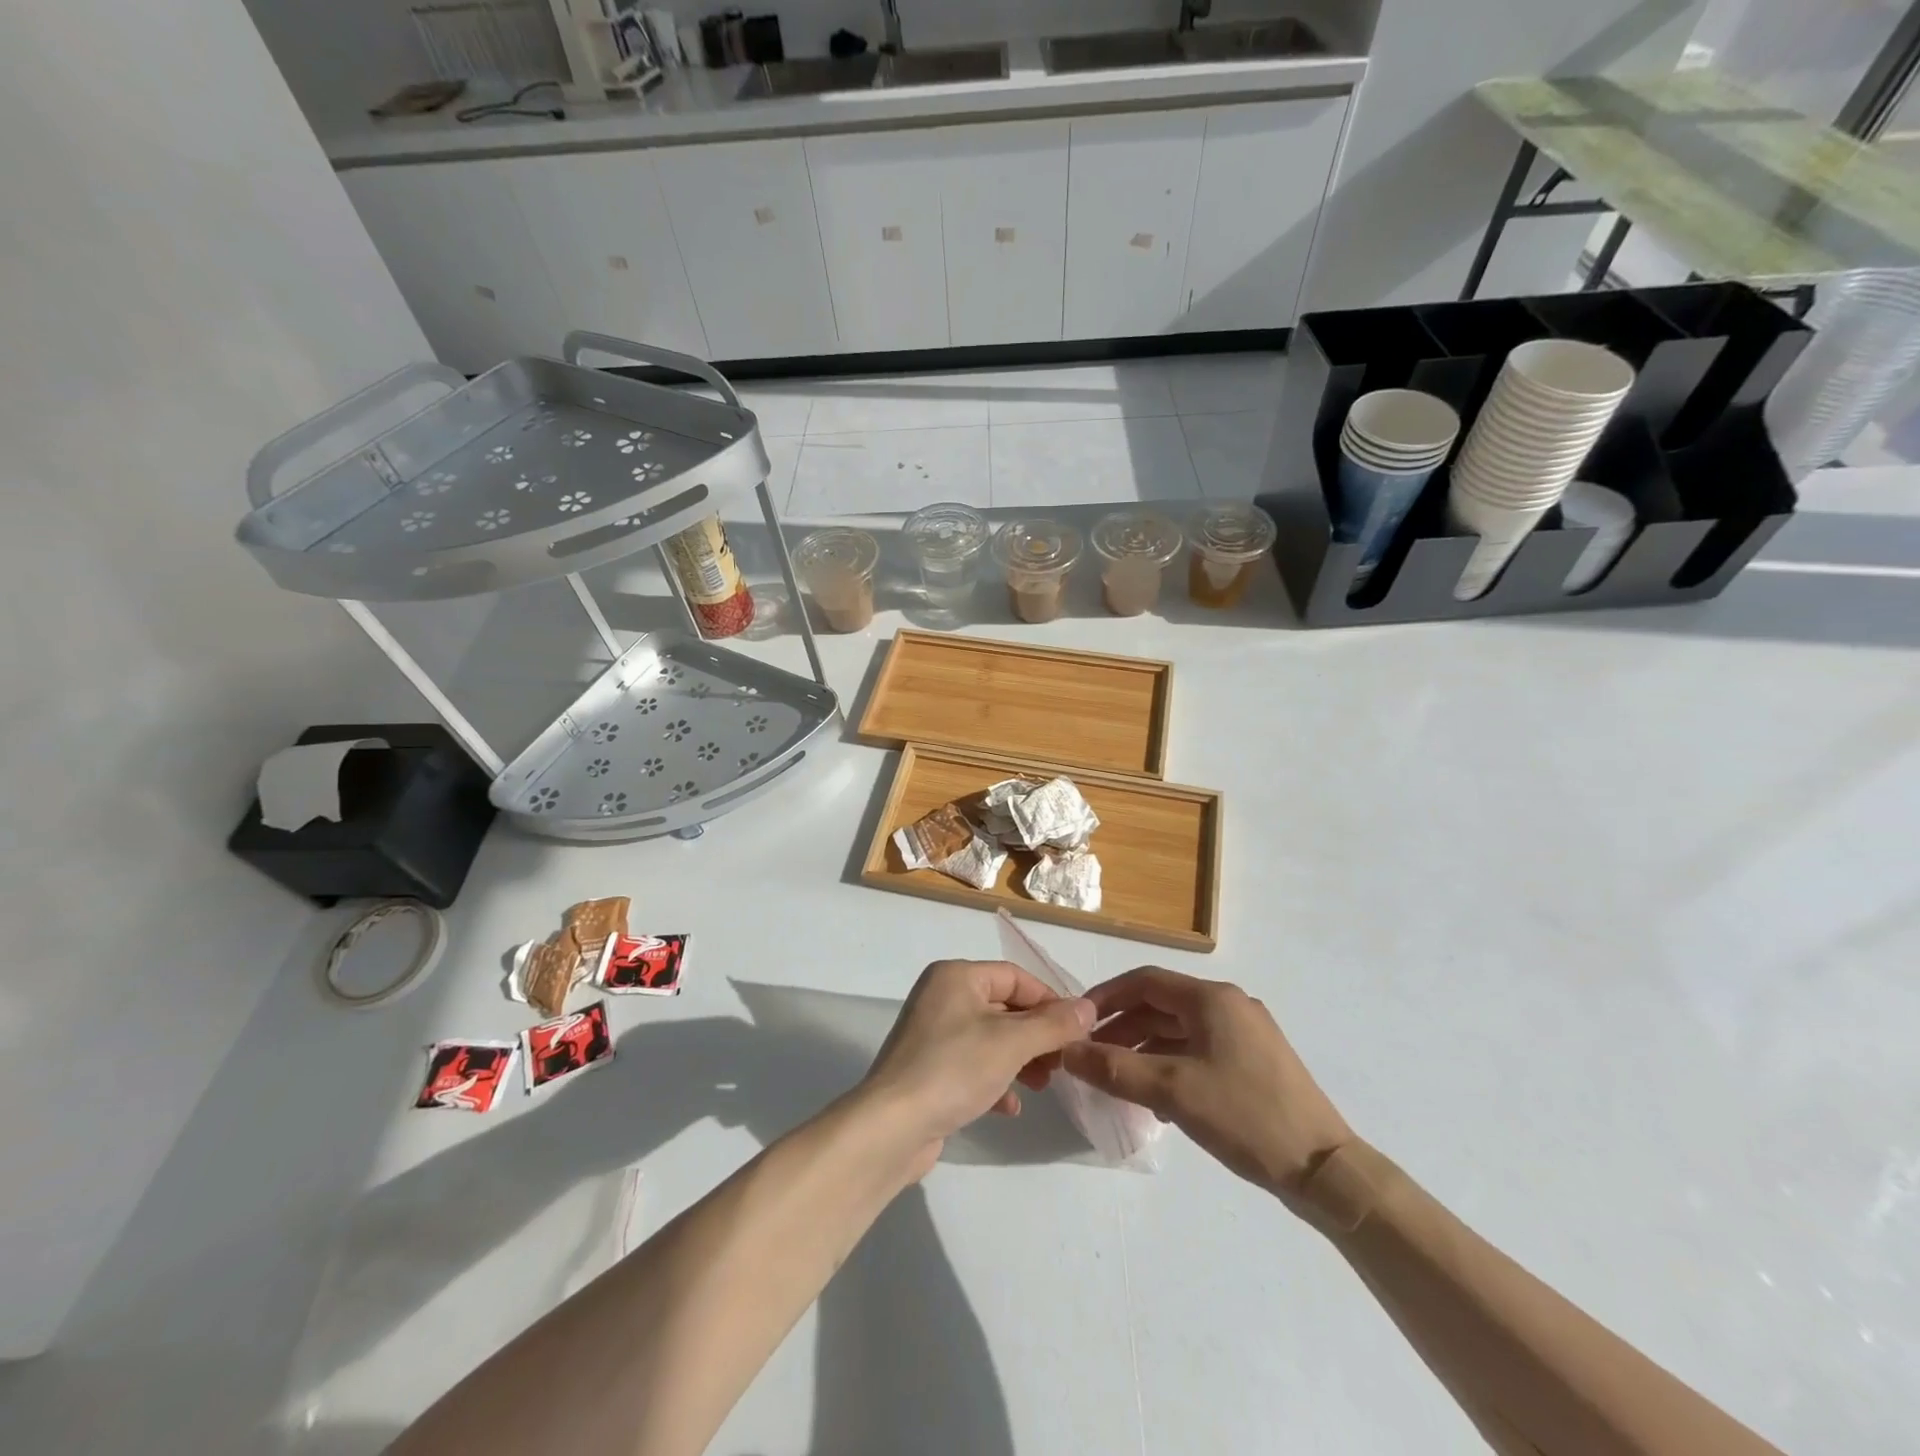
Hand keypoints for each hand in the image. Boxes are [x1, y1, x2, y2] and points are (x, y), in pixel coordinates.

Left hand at [860, 960, 1095, 1175]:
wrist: (891, 1127)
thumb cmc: (954, 1069)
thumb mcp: (1011, 1043)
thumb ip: (1053, 1024)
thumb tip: (1088, 1007)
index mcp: (956, 977)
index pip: (1014, 976)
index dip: (1049, 1000)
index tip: (1078, 1029)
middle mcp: (941, 997)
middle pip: (1003, 1007)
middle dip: (1037, 1035)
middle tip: (1063, 1063)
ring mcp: (932, 1035)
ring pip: (991, 1039)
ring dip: (1021, 1060)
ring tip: (1044, 1085)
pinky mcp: (929, 1070)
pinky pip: (972, 1066)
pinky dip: (995, 1081)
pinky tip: (1010, 1107)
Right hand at [1063, 968, 1352, 1200]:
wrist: (1325, 1171)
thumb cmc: (1245, 1116)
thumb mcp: (1172, 1092)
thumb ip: (1114, 1068)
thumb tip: (1067, 1051)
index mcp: (1212, 999)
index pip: (1144, 982)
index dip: (1106, 998)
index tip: (1077, 1022)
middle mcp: (1229, 1005)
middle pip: (1162, 1005)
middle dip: (1123, 1028)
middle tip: (1092, 1056)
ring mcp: (1246, 1033)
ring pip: (1180, 1030)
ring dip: (1145, 1049)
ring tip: (1118, 1080)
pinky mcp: (1255, 1062)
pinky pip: (1200, 1049)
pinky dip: (1171, 1064)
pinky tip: (1158, 1099)